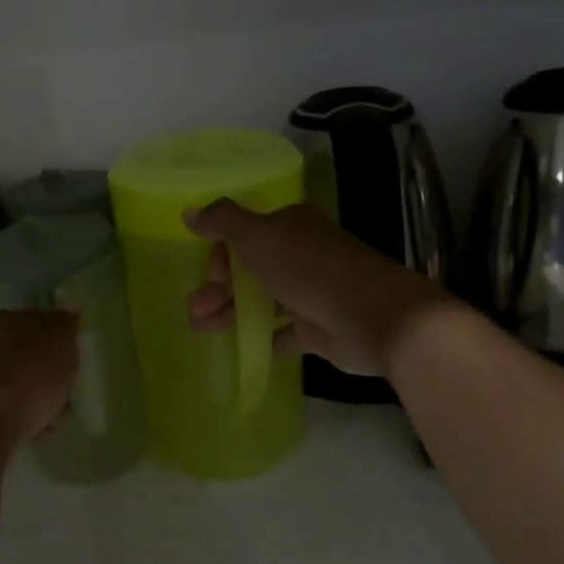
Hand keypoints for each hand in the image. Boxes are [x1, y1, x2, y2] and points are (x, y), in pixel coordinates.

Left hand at [0, 309, 80, 448]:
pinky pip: (5, 408)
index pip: (33, 320)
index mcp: (0, 320)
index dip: (55, 338)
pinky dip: (21, 415)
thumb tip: (70, 306)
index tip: (71, 358)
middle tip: (67, 389)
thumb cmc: (29, 377)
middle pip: (22, 354)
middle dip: (44, 370)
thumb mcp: (59, 343)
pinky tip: (38, 431)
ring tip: (57, 416)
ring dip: (35, 396)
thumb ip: (66, 324)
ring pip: (14, 383)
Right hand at [183, 200, 448, 376]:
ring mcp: (308, 293)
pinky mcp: (316, 329)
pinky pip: (278, 333)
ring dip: (227, 314)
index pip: (244, 234)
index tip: (212, 274)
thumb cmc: (310, 270)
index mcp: (289, 226)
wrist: (375, 317)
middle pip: (247, 270)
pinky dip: (257, 339)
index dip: (221, 254)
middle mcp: (299, 255)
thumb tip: (188, 213)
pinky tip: (237, 350)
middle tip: (196, 310)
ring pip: (259, 302)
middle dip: (217, 288)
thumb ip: (222, 221)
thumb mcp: (258, 236)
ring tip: (201, 330)